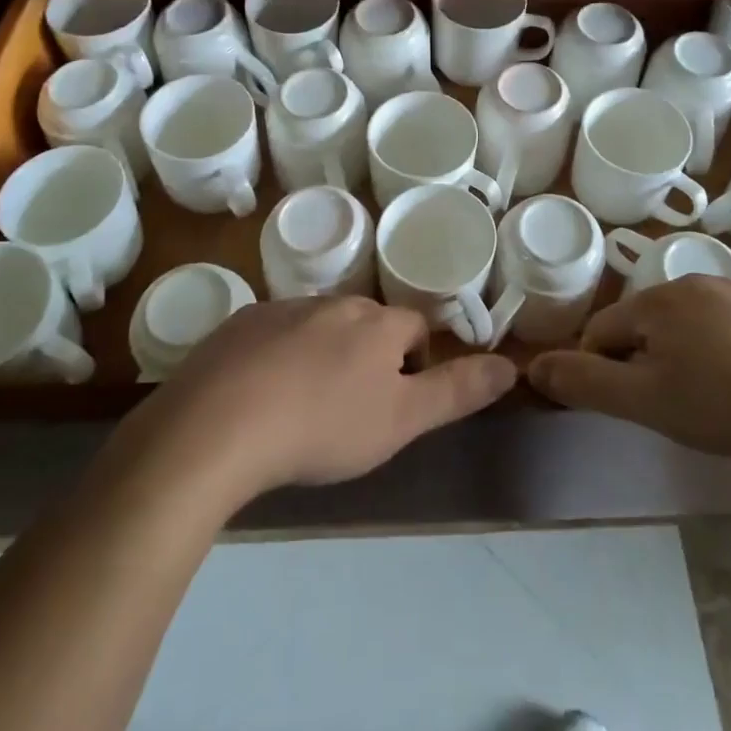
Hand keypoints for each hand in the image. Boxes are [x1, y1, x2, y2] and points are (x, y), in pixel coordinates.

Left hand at [141, 296, 517, 500]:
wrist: (218, 425)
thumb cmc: (323, 426)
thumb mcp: (401, 420)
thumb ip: (456, 391)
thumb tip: (512, 365)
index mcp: (376, 323)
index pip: (414, 327)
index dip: (415, 361)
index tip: (398, 400)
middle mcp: (334, 303)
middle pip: (366, 323)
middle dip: (369, 355)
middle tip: (352, 408)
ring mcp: (283, 309)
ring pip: (319, 326)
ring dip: (324, 354)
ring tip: (305, 406)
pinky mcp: (240, 323)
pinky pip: (273, 334)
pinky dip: (279, 356)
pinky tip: (260, 396)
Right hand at [528, 276, 730, 464]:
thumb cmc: (730, 403)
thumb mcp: (649, 402)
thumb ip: (588, 384)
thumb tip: (533, 365)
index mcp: (656, 302)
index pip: (602, 331)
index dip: (599, 370)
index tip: (623, 407)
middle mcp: (694, 283)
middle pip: (647, 323)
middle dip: (646, 361)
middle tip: (672, 408)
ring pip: (692, 323)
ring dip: (688, 354)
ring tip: (715, 401)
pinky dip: (730, 351)